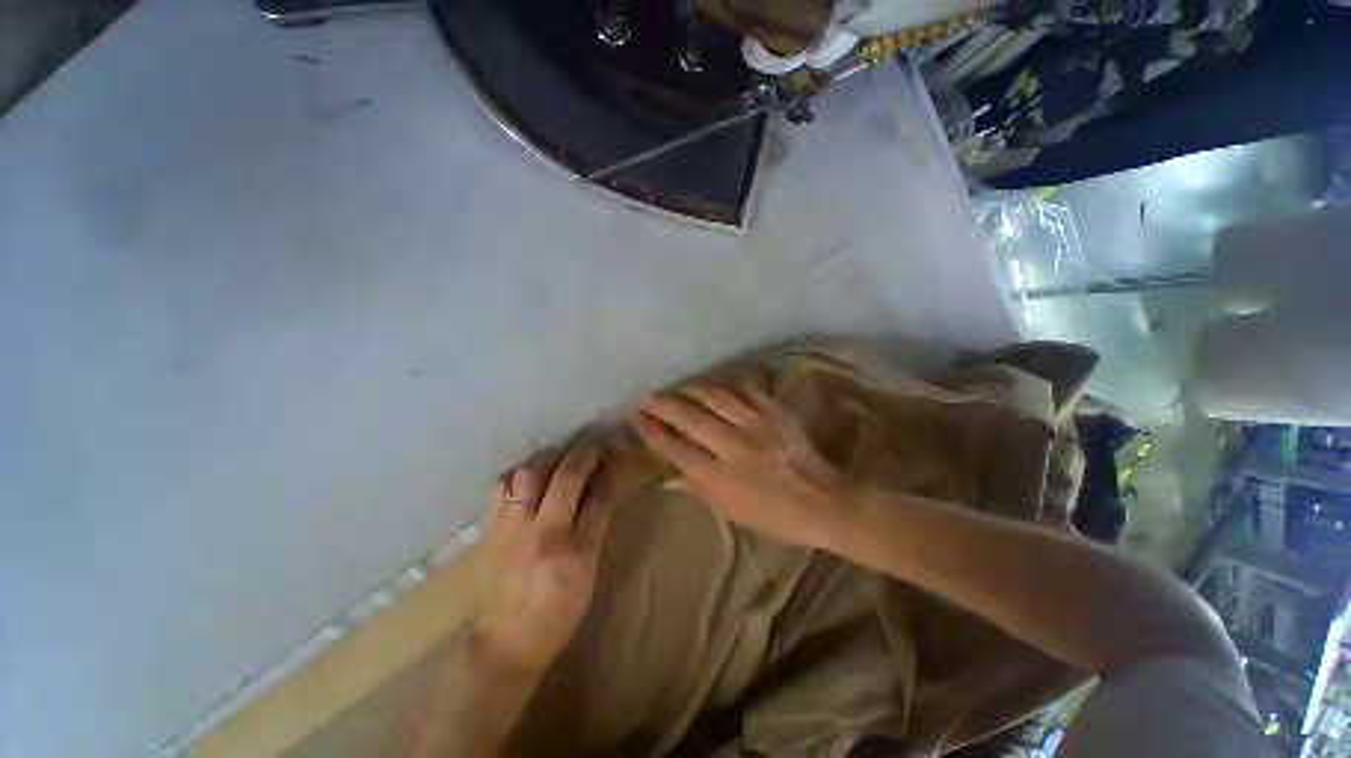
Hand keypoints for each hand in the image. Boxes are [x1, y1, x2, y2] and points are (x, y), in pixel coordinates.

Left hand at [474, 446, 613, 672]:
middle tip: (590, 448)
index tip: (613, 456)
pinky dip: (517, 474)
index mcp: (577, 553)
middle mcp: (544, 535)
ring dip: (547, 459)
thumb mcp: (589, 573)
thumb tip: (602, 488)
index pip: (599, 498)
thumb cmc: (559, 612)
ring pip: (528, 475)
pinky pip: (500, 487)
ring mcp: (512, 531)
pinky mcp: (490, 531)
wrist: (507, 643)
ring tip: (557, 459)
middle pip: (565, 478)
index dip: (609, 471)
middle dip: (582, 455)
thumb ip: (596, 526)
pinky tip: (527, 478)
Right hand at [630, 383, 850, 548]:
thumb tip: (667, 480)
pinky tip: (717, 386)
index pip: (676, 449)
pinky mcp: (774, 412)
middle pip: (690, 418)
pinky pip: (746, 390)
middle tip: (647, 397)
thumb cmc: (775, 515)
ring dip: (691, 390)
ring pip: (715, 397)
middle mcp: (733, 446)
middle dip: (663, 405)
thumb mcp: (732, 511)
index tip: (637, 419)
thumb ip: (697, 490)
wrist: (823, 500)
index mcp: (721, 477)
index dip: (653, 432)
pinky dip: (728, 387)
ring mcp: (756, 424)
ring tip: (677, 389)